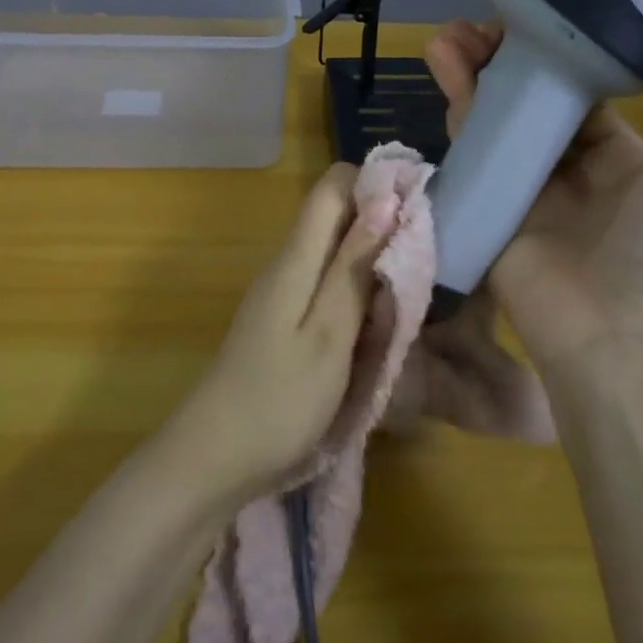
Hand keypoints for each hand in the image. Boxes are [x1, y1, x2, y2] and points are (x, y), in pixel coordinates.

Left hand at [169, 164, 398, 500]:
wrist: (214, 459)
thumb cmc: (279, 400)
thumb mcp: (329, 334)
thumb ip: (355, 267)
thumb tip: (386, 200)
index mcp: (295, 259)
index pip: (333, 186)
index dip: (375, 183)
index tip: (420, 205)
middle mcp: (286, 265)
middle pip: (336, 216)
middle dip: (383, 225)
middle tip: (429, 256)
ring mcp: (282, 295)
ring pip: (334, 253)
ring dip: (373, 261)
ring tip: (413, 290)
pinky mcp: (283, 323)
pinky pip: (326, 287)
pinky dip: (357, 293)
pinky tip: (379, 322)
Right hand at [424, 8, 642, 372]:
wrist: (621, 342)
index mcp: (622, 155)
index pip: (583, 90)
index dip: (558, 52)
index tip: (534, 13)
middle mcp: (570, 170)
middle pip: (529, 102)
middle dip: (503, 60)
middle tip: (474, 22)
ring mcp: (525, 193)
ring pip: (494, 123)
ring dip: (471, 78)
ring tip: (445, 36)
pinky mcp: (491, 214)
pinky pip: (471, 158)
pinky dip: (456, 116)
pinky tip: (443, 75)